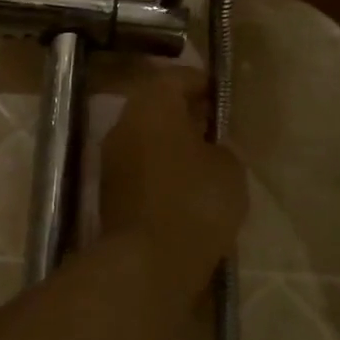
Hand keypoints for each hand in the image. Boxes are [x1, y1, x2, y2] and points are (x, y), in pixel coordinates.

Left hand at [100, 67, 246, 288]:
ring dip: (173, 144)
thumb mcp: (229, 168)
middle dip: (185, 114)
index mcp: (151, 106)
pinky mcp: (110, 192)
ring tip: (206, 160)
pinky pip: (141, 168)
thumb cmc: (195, 202)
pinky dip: (162, 170)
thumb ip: (222, 147)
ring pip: (146, 139)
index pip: (174, 78)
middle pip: (156, 108)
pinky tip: (187, 188)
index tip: (221, 94)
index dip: (200, 83)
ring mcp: (112, 160)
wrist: (148, 262)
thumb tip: (211, 146)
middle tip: (216, 127)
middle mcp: (124, 125)